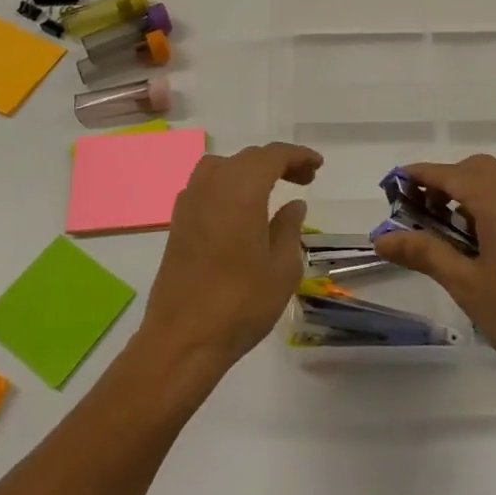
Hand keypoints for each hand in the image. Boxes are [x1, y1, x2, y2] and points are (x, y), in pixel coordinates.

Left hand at [137, 142, 322, 373]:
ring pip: (222, 167)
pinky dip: (227, 185)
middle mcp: (211, 186)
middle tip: (304, 180)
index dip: (297, 155)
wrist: (183, 338)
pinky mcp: (178, 222)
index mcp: (241, 190)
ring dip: (249, 170)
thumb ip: (289, 228)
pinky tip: (240, 210)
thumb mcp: (282, 268)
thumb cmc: (241, 303)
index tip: (317, 166)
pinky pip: (205, 185)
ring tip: (271, 190)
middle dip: (277, 162)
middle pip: (247, 158)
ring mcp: (189, 202)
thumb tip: (293, 204)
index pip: (272, 156)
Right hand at [373, 154, 495, 399]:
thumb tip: (382, 238)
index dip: (419, 176)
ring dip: (468, 195)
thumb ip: (424, 254)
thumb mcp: (467, 286)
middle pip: (477, 170)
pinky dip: (491, 208)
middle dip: (444, 182)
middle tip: (419, 212)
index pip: (450, 174)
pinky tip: (482, 247)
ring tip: (446, 233)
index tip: (392, 185)